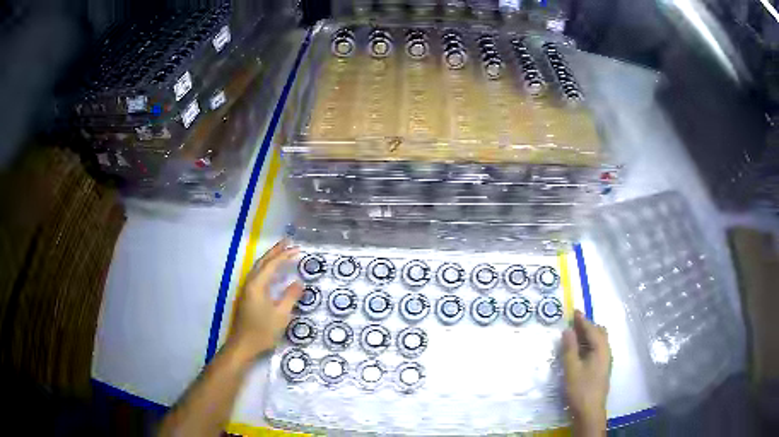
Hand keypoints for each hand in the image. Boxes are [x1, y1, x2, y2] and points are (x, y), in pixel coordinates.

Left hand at [226, 239, 302, 362]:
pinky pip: (257, 275)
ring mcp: (246, 290)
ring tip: (281, 252)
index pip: (272, 265)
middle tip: (288, 242)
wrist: (243, 345)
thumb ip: (290, 296)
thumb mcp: (281, 315)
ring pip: (258, 268)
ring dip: (270, 258)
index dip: (285, 256)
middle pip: (262, 262)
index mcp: (257, 285)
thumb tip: (299, 282)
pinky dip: (266, 268)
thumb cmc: (262, 331)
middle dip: (275, 251)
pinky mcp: (246, 297)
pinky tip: (272, 272)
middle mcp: (249, 283)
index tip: (298, 249)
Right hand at [562, 310, 610, 435]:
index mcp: (600, 349)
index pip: (592, 329)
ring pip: (599, 341)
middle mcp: (606, 352)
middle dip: (587, 326)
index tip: (573, 311)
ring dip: (588, 335)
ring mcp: (605, 361)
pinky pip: (598, 349)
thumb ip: (570, 349)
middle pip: (599, 332)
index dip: (582, 320)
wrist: (590, 411)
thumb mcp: (571, 369)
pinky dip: (589, 344)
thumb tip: (567, 330)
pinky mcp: (602, 368)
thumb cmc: (580, 389)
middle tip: (573, 324)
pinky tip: (580, 352)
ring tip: (574, 336)